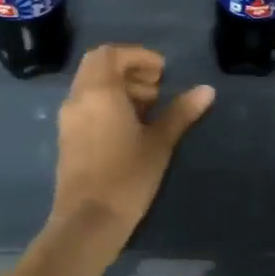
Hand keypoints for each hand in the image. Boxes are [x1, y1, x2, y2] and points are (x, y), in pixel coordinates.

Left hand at [49, 45, 214, 257]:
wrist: (87, 222)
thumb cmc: (126, 177)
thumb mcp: (159, 143)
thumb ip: (181, 112)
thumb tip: (207, 90)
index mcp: (99, 91)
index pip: (111, 53)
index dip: (138, 56)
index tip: (162, 71)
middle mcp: (78, 98)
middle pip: (98, 64)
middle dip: (128, 68)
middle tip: (156, 87)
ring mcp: (68, 118)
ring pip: (91, 84)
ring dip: (118, 85)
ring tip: (148, 108)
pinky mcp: (67, 137)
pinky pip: (86, 104)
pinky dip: (107, 102)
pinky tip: (130, 126)